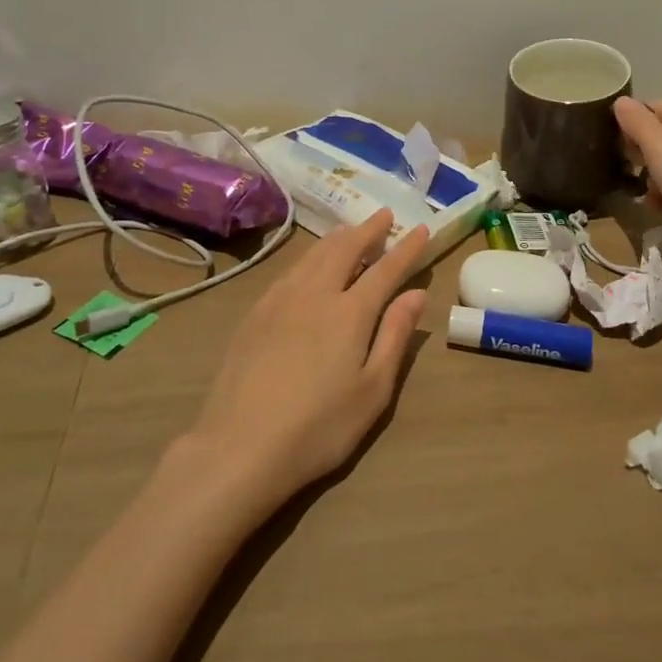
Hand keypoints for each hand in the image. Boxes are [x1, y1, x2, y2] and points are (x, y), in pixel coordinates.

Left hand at [184, 210, 429, 511]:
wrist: (240, 446)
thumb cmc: (319, 427)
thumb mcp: (373, 391)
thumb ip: (395, 336)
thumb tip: (417, 293)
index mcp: (351, 312)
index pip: (386, 269)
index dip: (406, 248)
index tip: (421, 228)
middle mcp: (316, 293)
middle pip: (346, 249)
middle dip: (369, 229)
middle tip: (385, 215)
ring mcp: (281, 299)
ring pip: (315, 254)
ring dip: (338, 237)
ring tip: (351, 229)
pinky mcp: (255, 312)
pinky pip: (291, 269)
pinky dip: (310, 256)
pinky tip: (310, 263)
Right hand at [613, 97, 661, 267]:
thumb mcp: (655, 140)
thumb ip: (635, 120)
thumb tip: (620, 100)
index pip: (651, 107)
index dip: (629, 117)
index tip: (608, 134)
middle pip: (655, 137)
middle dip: (634, 150)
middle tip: (617, 162)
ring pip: (661, 167)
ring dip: (645, 177)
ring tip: (632, 188)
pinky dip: (660, 198)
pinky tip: (654, 208)